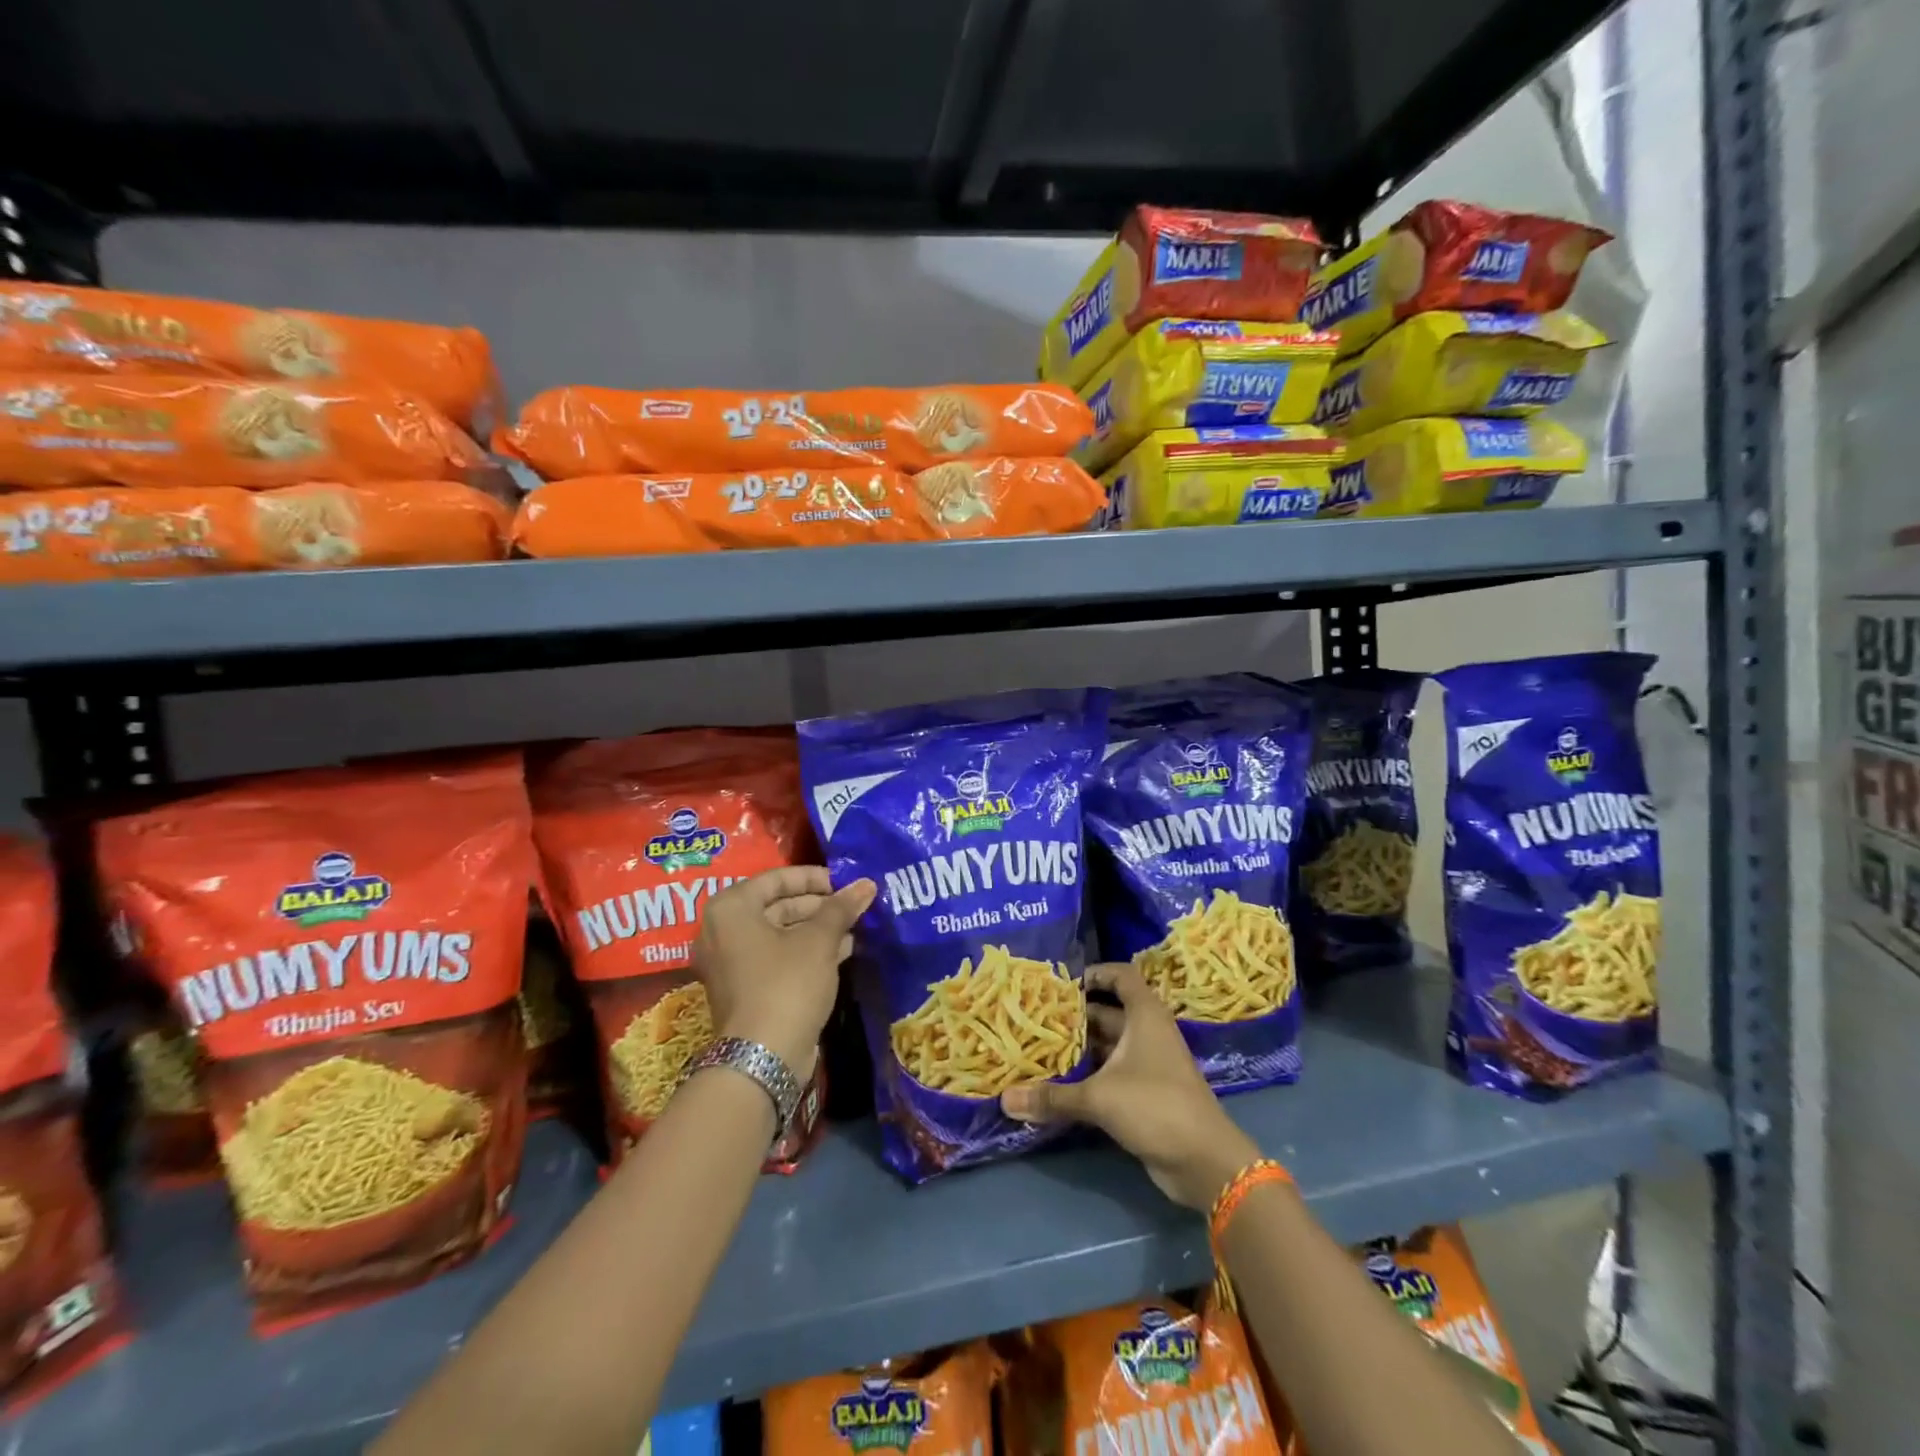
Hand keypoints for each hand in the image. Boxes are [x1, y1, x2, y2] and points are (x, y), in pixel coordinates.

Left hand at [691, 867, 874, 1078]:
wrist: (763, 1058)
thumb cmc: (787, 984)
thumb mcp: (819, 940)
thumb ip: (841, 908)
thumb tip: (867, 884)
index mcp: (731, 909)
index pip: (776, 878)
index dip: (814, 877)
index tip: (845, 882)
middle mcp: (723, 931)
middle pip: (777, 905)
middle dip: (819, 905)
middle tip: (854, 906)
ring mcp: (731, 963)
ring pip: (780, 933)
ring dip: (817, 929)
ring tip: (856, 927)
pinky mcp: (745, 989)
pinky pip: (777, 957)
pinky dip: (806, 951)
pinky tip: (844, 950)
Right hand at [1001, 963, 1261, 1210]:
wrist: (1205, 1162)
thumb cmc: (1155, 1106)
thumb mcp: (1099, 1098)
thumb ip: (1052, 1098)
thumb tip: (1004, 1100)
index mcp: (1144, 1016)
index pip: (1122, 976)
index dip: (1096, 973)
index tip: (1064, 982)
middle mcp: (1147, 1033)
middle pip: (1109, 1012)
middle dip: (1076, 1015)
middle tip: (1038, 1018)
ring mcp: (1150, 1064)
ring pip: (1109, 1045)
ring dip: (1081, 1047)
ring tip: (1041, 1048)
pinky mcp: (1147, 1094)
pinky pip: (1113, 1073)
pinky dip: (1090, 1074)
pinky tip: (1061, 1083)